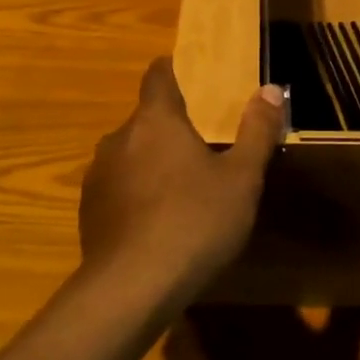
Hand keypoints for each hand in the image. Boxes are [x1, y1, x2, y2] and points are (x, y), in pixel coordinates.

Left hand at [79, 57, 282, 298]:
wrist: (130, 289)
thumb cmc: (194, 222)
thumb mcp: (242, 179)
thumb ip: (257, 131)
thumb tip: (271, 89)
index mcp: (156, 120)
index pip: (158, 75)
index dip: (173, 70)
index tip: (192, 77)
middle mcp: (119, 138)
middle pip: (146, 119)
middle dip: (172, 128)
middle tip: (203, 148)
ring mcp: (98, 175)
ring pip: (130, 155)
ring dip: (152, 163)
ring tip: (181, 190)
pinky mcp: (88, 212)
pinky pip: (117, 188)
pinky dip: (136, 194)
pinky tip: (157, 224)